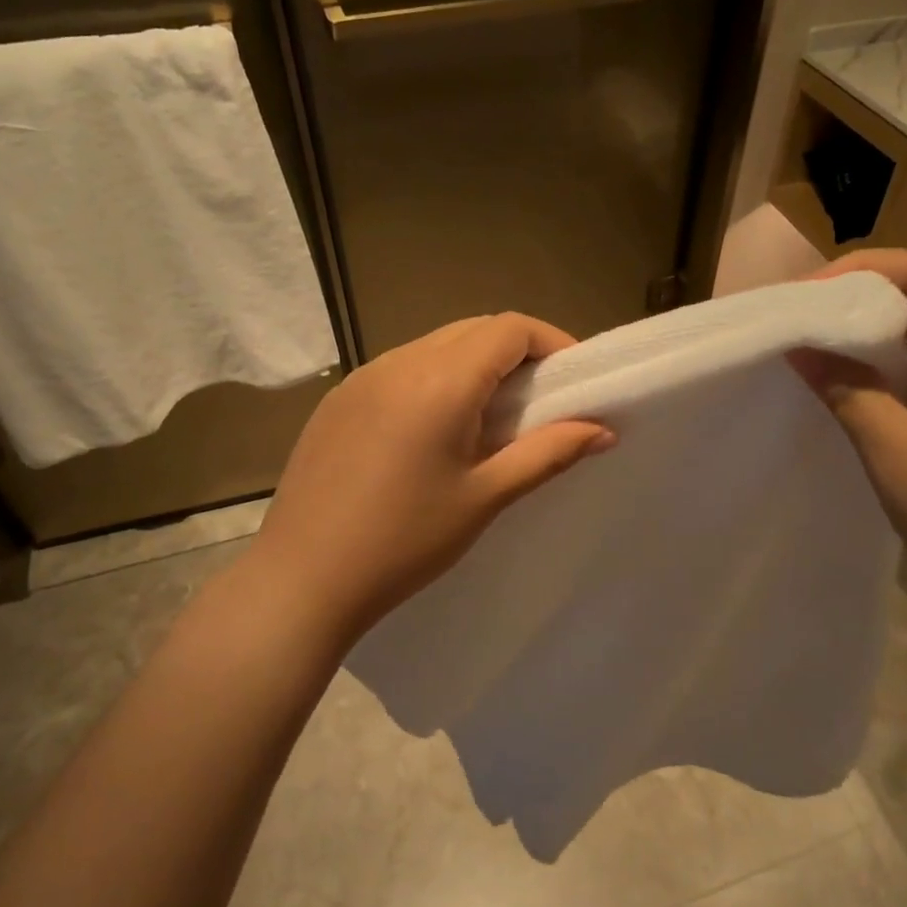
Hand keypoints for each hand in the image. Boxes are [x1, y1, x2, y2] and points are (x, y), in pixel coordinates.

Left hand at [247, 313, 614, 640]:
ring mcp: (362, 377)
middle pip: (473, 329)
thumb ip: (548, 453)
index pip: (509, 328)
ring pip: (435, 345)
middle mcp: (399, 362)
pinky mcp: (339, 399)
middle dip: (516, 353)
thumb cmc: (404, 542)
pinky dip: (434, 380)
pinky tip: (434, 432)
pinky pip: (400, 368)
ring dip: (474, 365)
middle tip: (539, 401)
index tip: (573, 380)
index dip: (551, 342)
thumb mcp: (485, 497)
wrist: (302, 579)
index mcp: (440, 380)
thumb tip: (603, 429)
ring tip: (489, 420)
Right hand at [789, 250, 906, 644]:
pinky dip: (885, 369)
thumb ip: (848, 392)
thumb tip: (799, 344)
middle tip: (797, 324)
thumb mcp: (899, 458)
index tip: (802, 299)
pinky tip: (850, 392)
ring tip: (811, 352)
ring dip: (868, 336)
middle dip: (857, 299)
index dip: (861, 270)